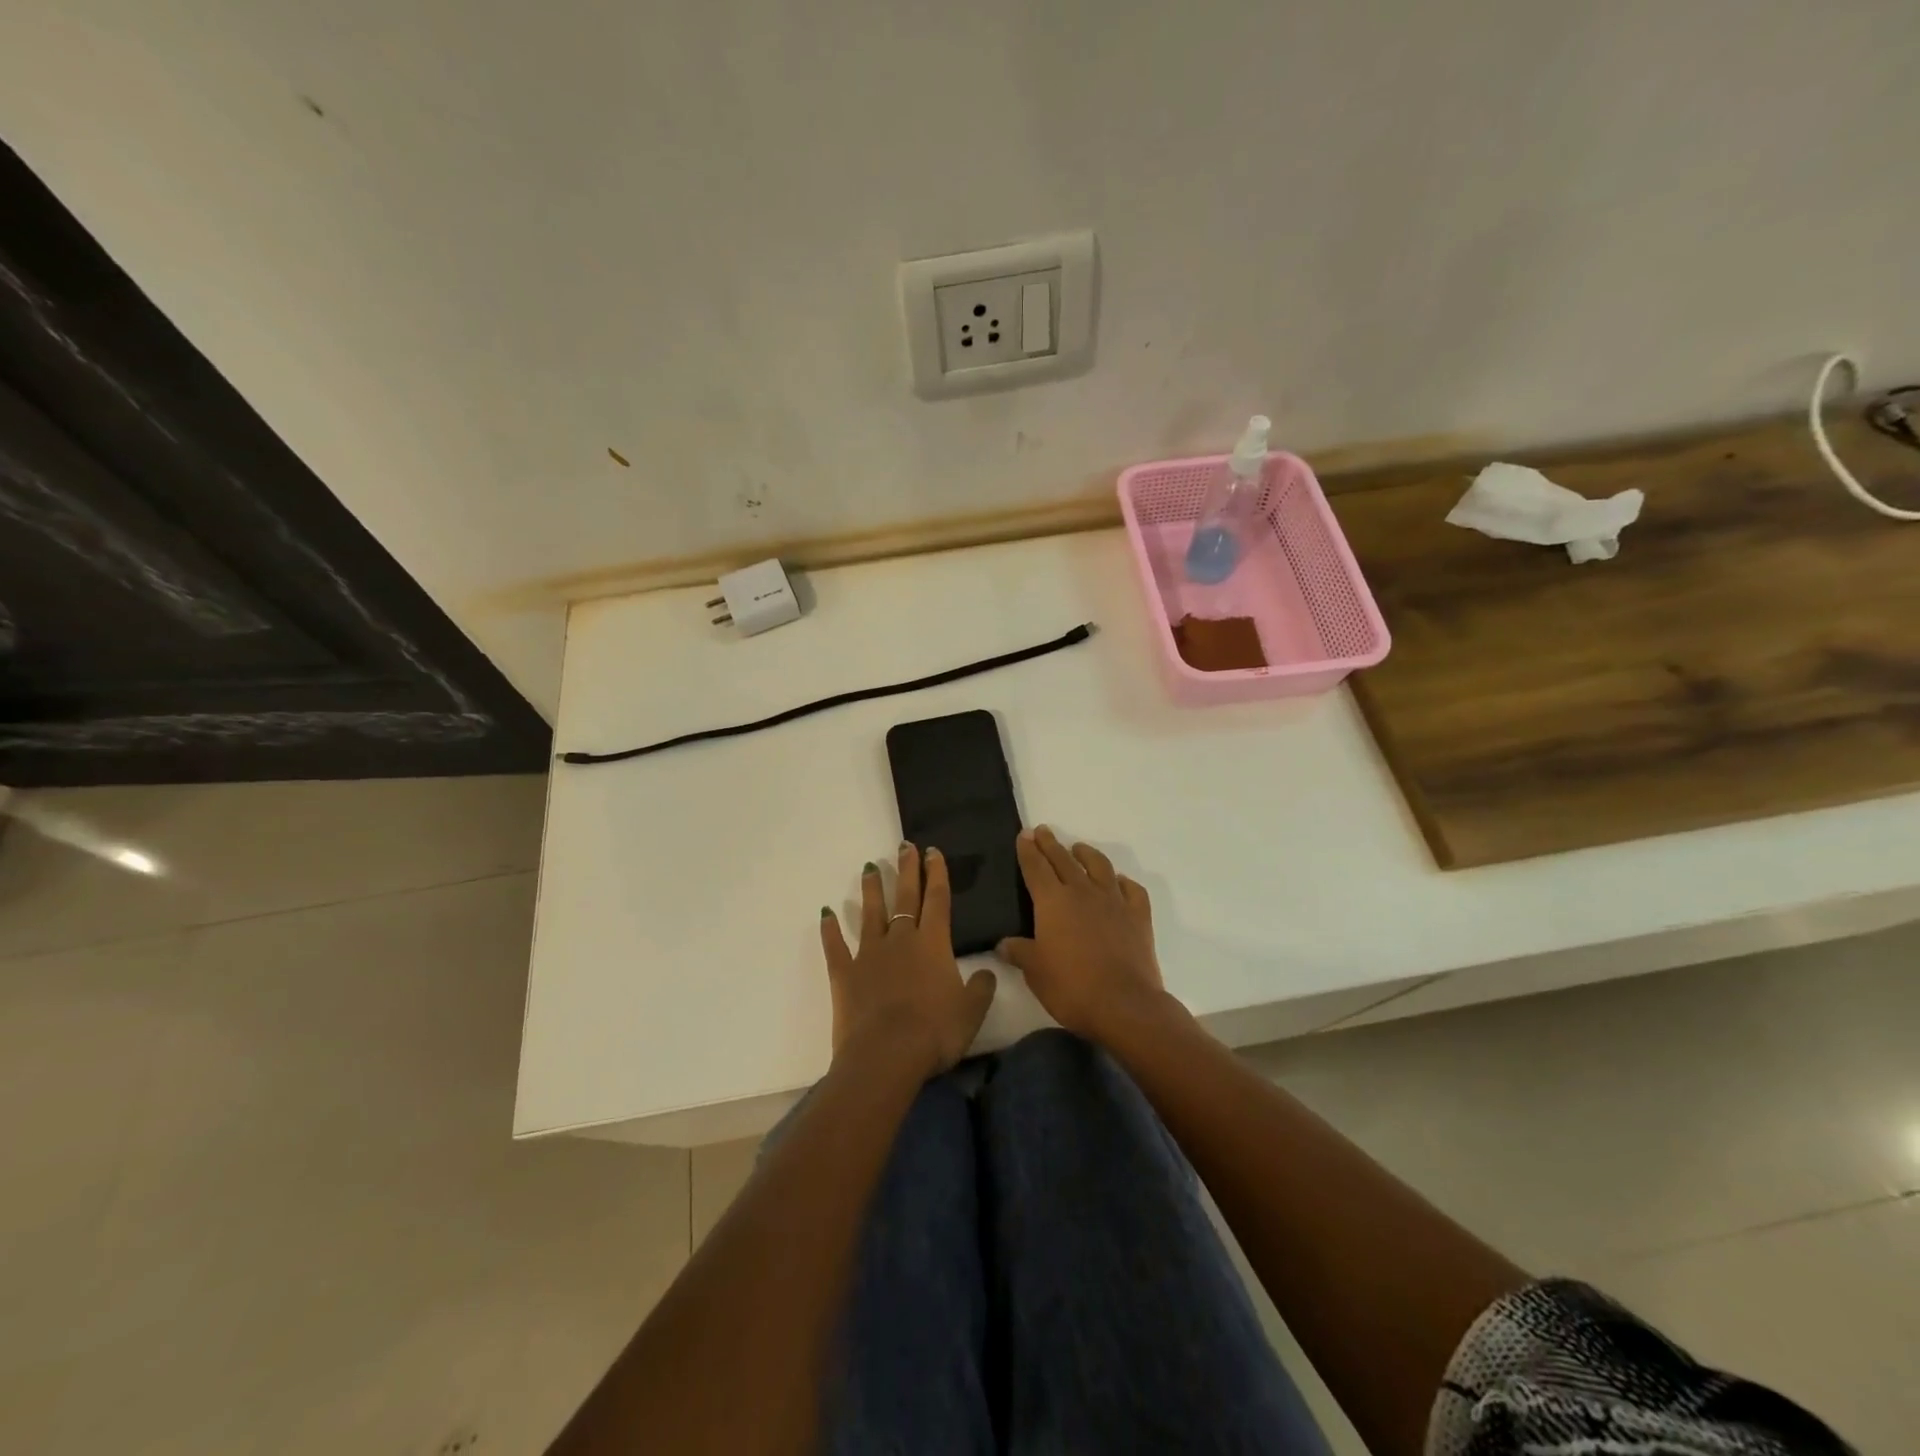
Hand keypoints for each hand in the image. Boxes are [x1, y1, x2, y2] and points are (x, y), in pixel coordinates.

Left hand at [820, 843, 997, 1077]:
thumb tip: (987, 970)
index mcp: (933, 944)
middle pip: (905, 898)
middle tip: (905, 845)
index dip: (937, 874)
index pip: (937, 900)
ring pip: (871, 913)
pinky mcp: (844, 973)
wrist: (886, 1055)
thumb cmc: (935, 1032)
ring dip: (871, 889)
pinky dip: (830, 929)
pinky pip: (835, 946)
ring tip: (869, 867)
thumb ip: (981, 988)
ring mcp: (869, 954)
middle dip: (907, 870)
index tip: (933, 851)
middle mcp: (901, 940)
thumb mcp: (971, 1012)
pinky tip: (825, 913)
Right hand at [997, 826, 1169, 1042]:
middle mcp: (1082, 892)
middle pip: (1064, 860)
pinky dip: (1123, 882)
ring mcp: (1114, 901)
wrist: (1124, 1004)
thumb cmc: (1071, 987)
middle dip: (1051, 844)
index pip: (1036, 867)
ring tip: (1078, 848)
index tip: (1024, 834)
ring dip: (1086, 854)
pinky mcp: (1138, 916)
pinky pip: (1131, 890)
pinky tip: (1118, 882)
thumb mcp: (1035, 972)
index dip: (1028, 850)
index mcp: (1053, 901)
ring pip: (1099, 866)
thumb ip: (1019, 952)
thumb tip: (1003, 943)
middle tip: (1043, 831)